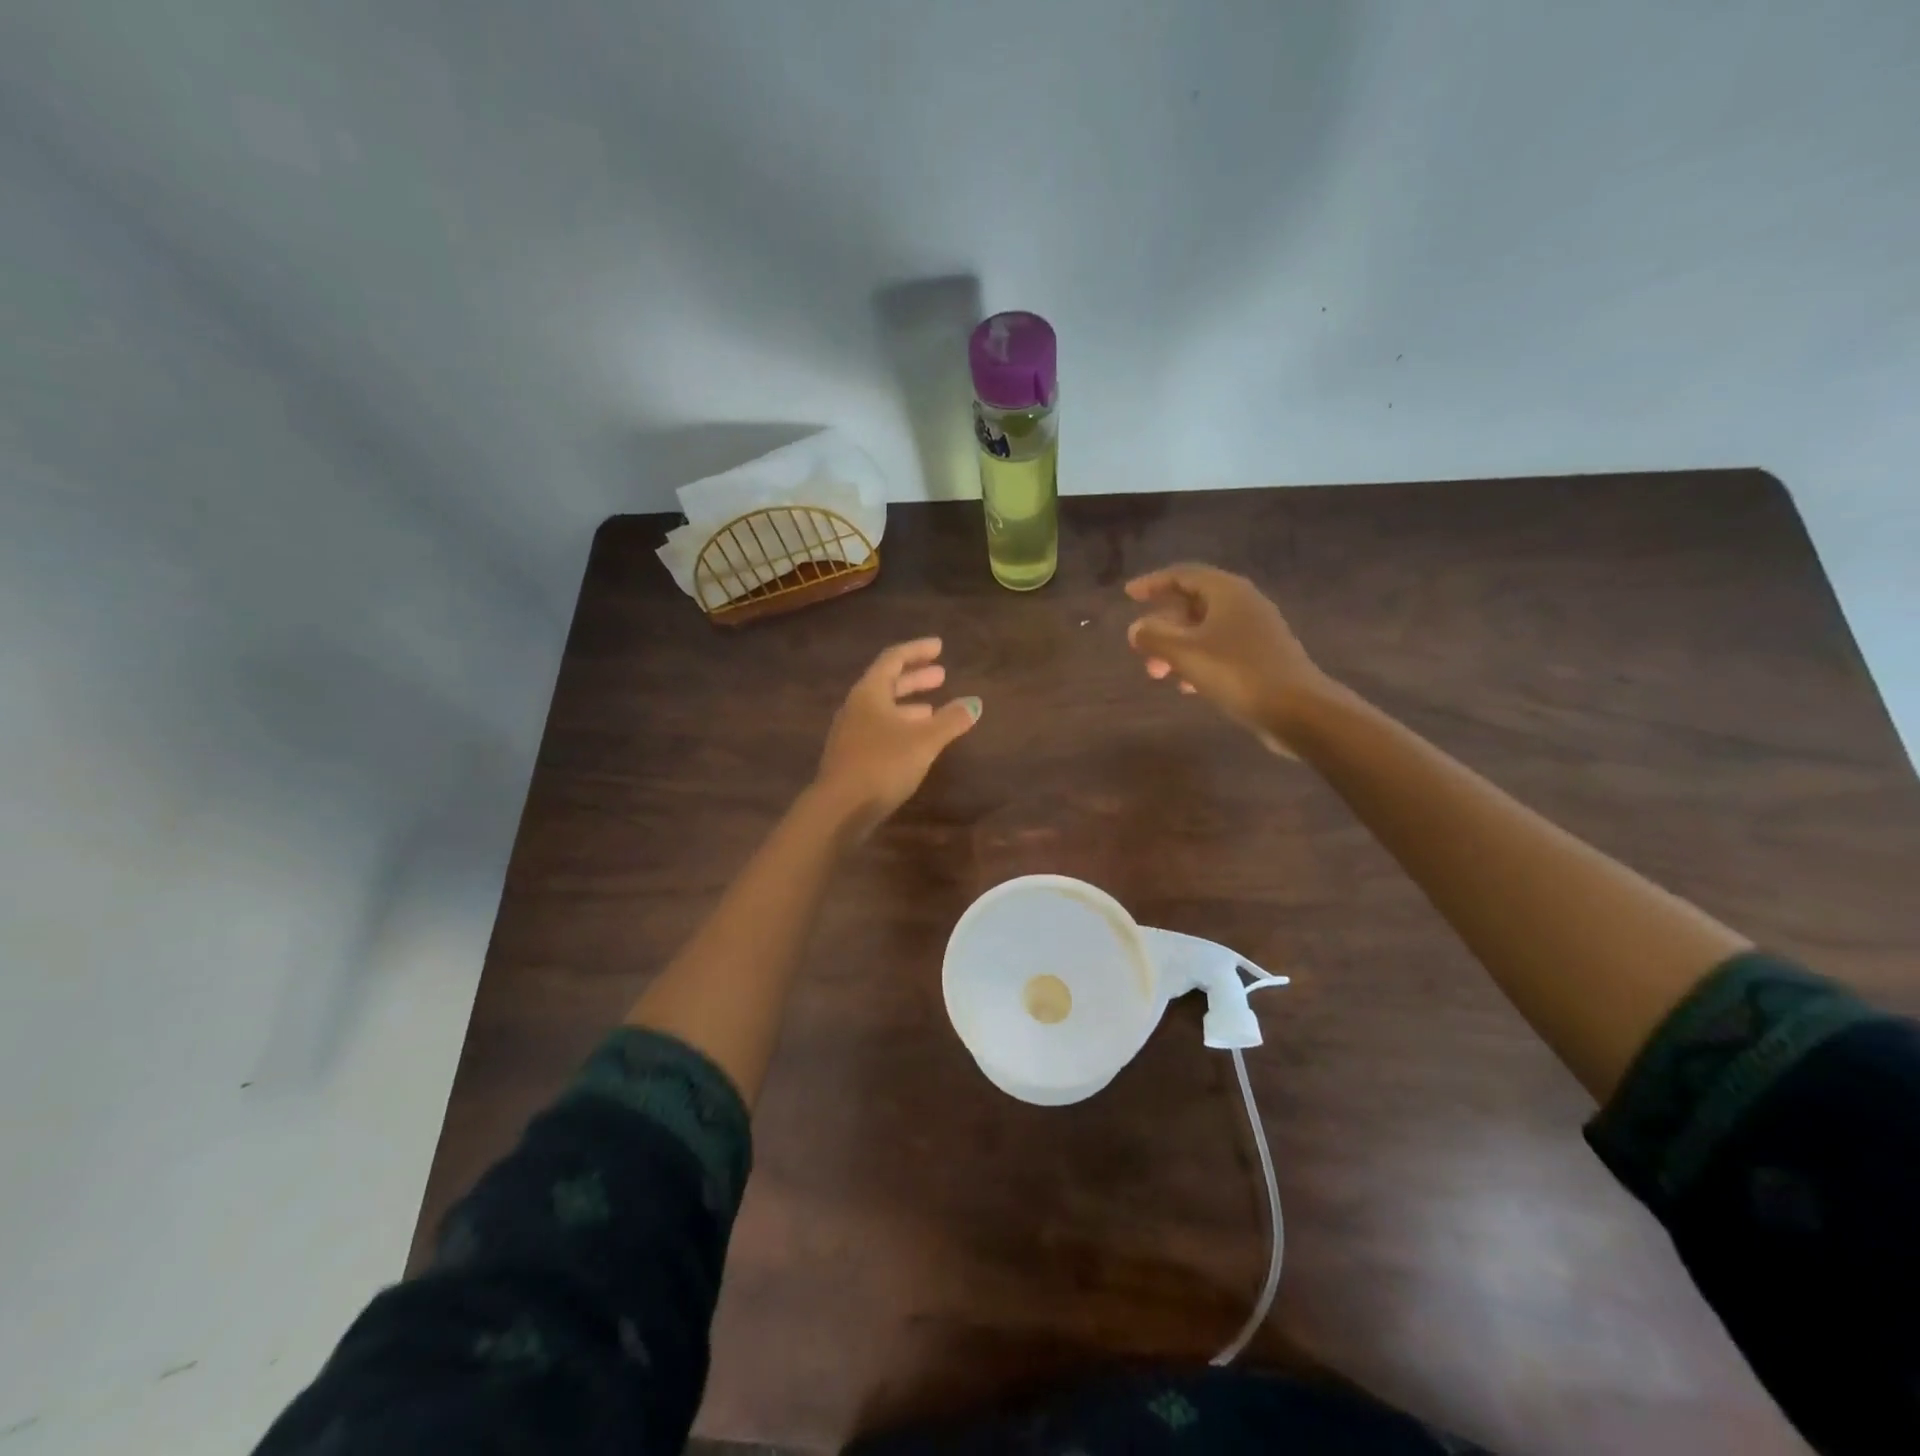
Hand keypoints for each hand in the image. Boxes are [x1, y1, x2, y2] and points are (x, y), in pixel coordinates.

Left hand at [813, 638, 980, 836]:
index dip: (917, 650)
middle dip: (915, 678)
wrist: (840, 809)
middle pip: (887, 684)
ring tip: (933, 709)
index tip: (939, 647)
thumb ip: (950, 720)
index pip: (893, 659)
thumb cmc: (883, 764)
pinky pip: (880, 731)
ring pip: (884, 709)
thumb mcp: (924, 740)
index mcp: (870, 692)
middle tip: (941, 675)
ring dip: (909, 706)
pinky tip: (916, 742)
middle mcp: (856, 707)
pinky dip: (901, 727)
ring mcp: (851, 733)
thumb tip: (974, 703)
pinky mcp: (852, 757)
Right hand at [1125, 564, 1328, 753]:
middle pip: (1194, 604)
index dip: (1153, 583)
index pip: (1183, 575)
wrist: (1299, 710)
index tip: (1128, 595)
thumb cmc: (1237, 673)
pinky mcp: (1263, 657)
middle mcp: (1244, 604)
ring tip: (1158, 675)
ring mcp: (1257, 631)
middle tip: (1140, 649)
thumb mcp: (1186, 653)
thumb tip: (1136, 628)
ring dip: (1177, 648)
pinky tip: (1187, 686)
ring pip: (1205, 630)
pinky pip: (1220, 650)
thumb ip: (1154, 637)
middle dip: (1163, 626)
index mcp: (1227, 592)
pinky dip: (1198, 661)